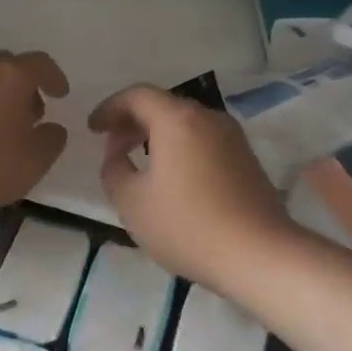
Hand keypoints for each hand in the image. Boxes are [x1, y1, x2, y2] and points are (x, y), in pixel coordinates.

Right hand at [89, 84, 300, 292]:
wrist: (259, 255)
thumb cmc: (187, 225)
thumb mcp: (132, 202)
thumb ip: (113, 171)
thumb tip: (116, 156)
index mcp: (177, 119)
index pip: (136, 95)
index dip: (109, 108)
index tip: (92, 129)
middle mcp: (208, 117)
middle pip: (163, 105)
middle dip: (132, 122)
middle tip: (112, 148)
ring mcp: (232, 137)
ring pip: (185, 123)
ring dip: (156, 135)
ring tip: (139, 163)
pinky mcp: (247, 159)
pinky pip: (203, 140)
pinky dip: (179, 147)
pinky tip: (171, 178)